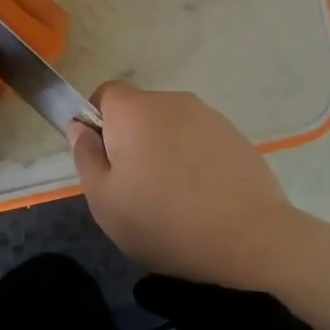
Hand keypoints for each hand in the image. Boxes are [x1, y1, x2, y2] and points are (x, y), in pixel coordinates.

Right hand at [66, 80, 303, 288]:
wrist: (251, 236)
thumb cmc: (165, 221)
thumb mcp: (105, 201)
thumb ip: (85, 157)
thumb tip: (79, 127)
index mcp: (134, 111)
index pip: (105, 94)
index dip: (98, 123)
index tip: (104, 161)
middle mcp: (172, 100)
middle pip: (139, 111)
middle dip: (132, 140)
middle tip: (135, 188)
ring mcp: (208, 115)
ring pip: (171, 126)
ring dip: (164, 150)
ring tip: (173, 198)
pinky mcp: (235, 134)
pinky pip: (200, 140)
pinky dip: (194, 159)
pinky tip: (202, 197)